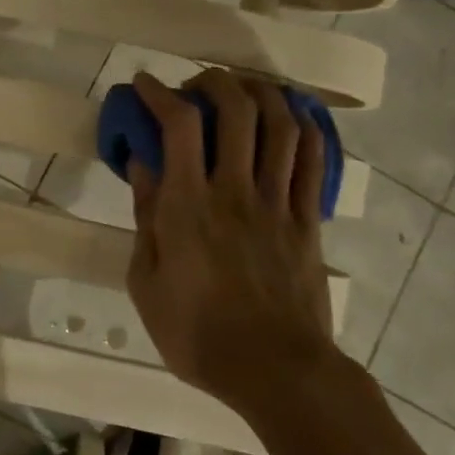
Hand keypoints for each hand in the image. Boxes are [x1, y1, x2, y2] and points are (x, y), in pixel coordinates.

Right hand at [126, 69, 336, 415]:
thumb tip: (142, 165)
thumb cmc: (198, 334)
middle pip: (236, 111)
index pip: (179, 126)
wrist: (276, 373)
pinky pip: (312, 162)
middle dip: (215, 82)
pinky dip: (305, 128)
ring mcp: (276, 203)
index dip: (162, 93)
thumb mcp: (146, 283)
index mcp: (188, 206)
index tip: (145, 83)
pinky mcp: (306, 220)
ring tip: (244, 88)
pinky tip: (294, 114)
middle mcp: (235, 191)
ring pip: (280, 127)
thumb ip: (145, 217)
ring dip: (262, 93)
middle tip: (197, 83)